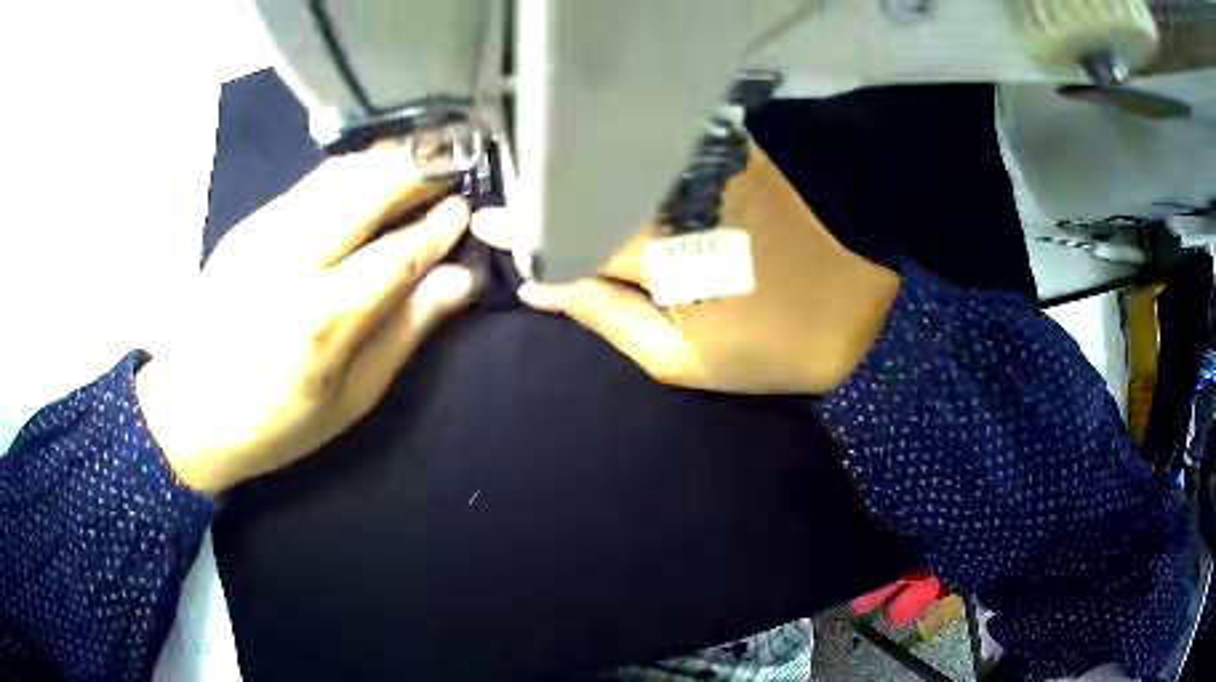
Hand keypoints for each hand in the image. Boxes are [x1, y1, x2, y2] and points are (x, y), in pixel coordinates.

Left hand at [137, 145, 475, 494]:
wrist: (188, 408)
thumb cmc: (274, 421)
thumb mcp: (350, 399)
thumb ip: (404, 333)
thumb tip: (457, 281)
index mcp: (323, 321)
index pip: (399, 255)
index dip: (439, 228)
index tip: (466, 210)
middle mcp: (292, 261)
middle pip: (368, 190)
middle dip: (420, 170)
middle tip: (454, 166)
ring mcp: (264, 233)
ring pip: (339, 175)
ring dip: (387, 161)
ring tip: (422, 160)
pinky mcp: (248, 223)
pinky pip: (311, 182)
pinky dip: (351, 170)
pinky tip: (370, 176)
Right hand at [519, 142, 899, 394]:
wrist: (857, 306)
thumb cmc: (772, 347)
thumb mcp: (683, 359)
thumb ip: (606, 317)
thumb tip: (539, 289)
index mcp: (660, 253)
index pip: (566, 230)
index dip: (521, 229)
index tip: (485, 223)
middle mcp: (673, 194)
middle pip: (585, 182)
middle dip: (542, 192)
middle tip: (513, 203)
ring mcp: (704, 165)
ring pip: (617, 157)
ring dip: (579, 170)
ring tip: (550, 183)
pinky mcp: (730, 150)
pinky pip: (658, 145)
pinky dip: (623, 155)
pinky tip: (606, 165)